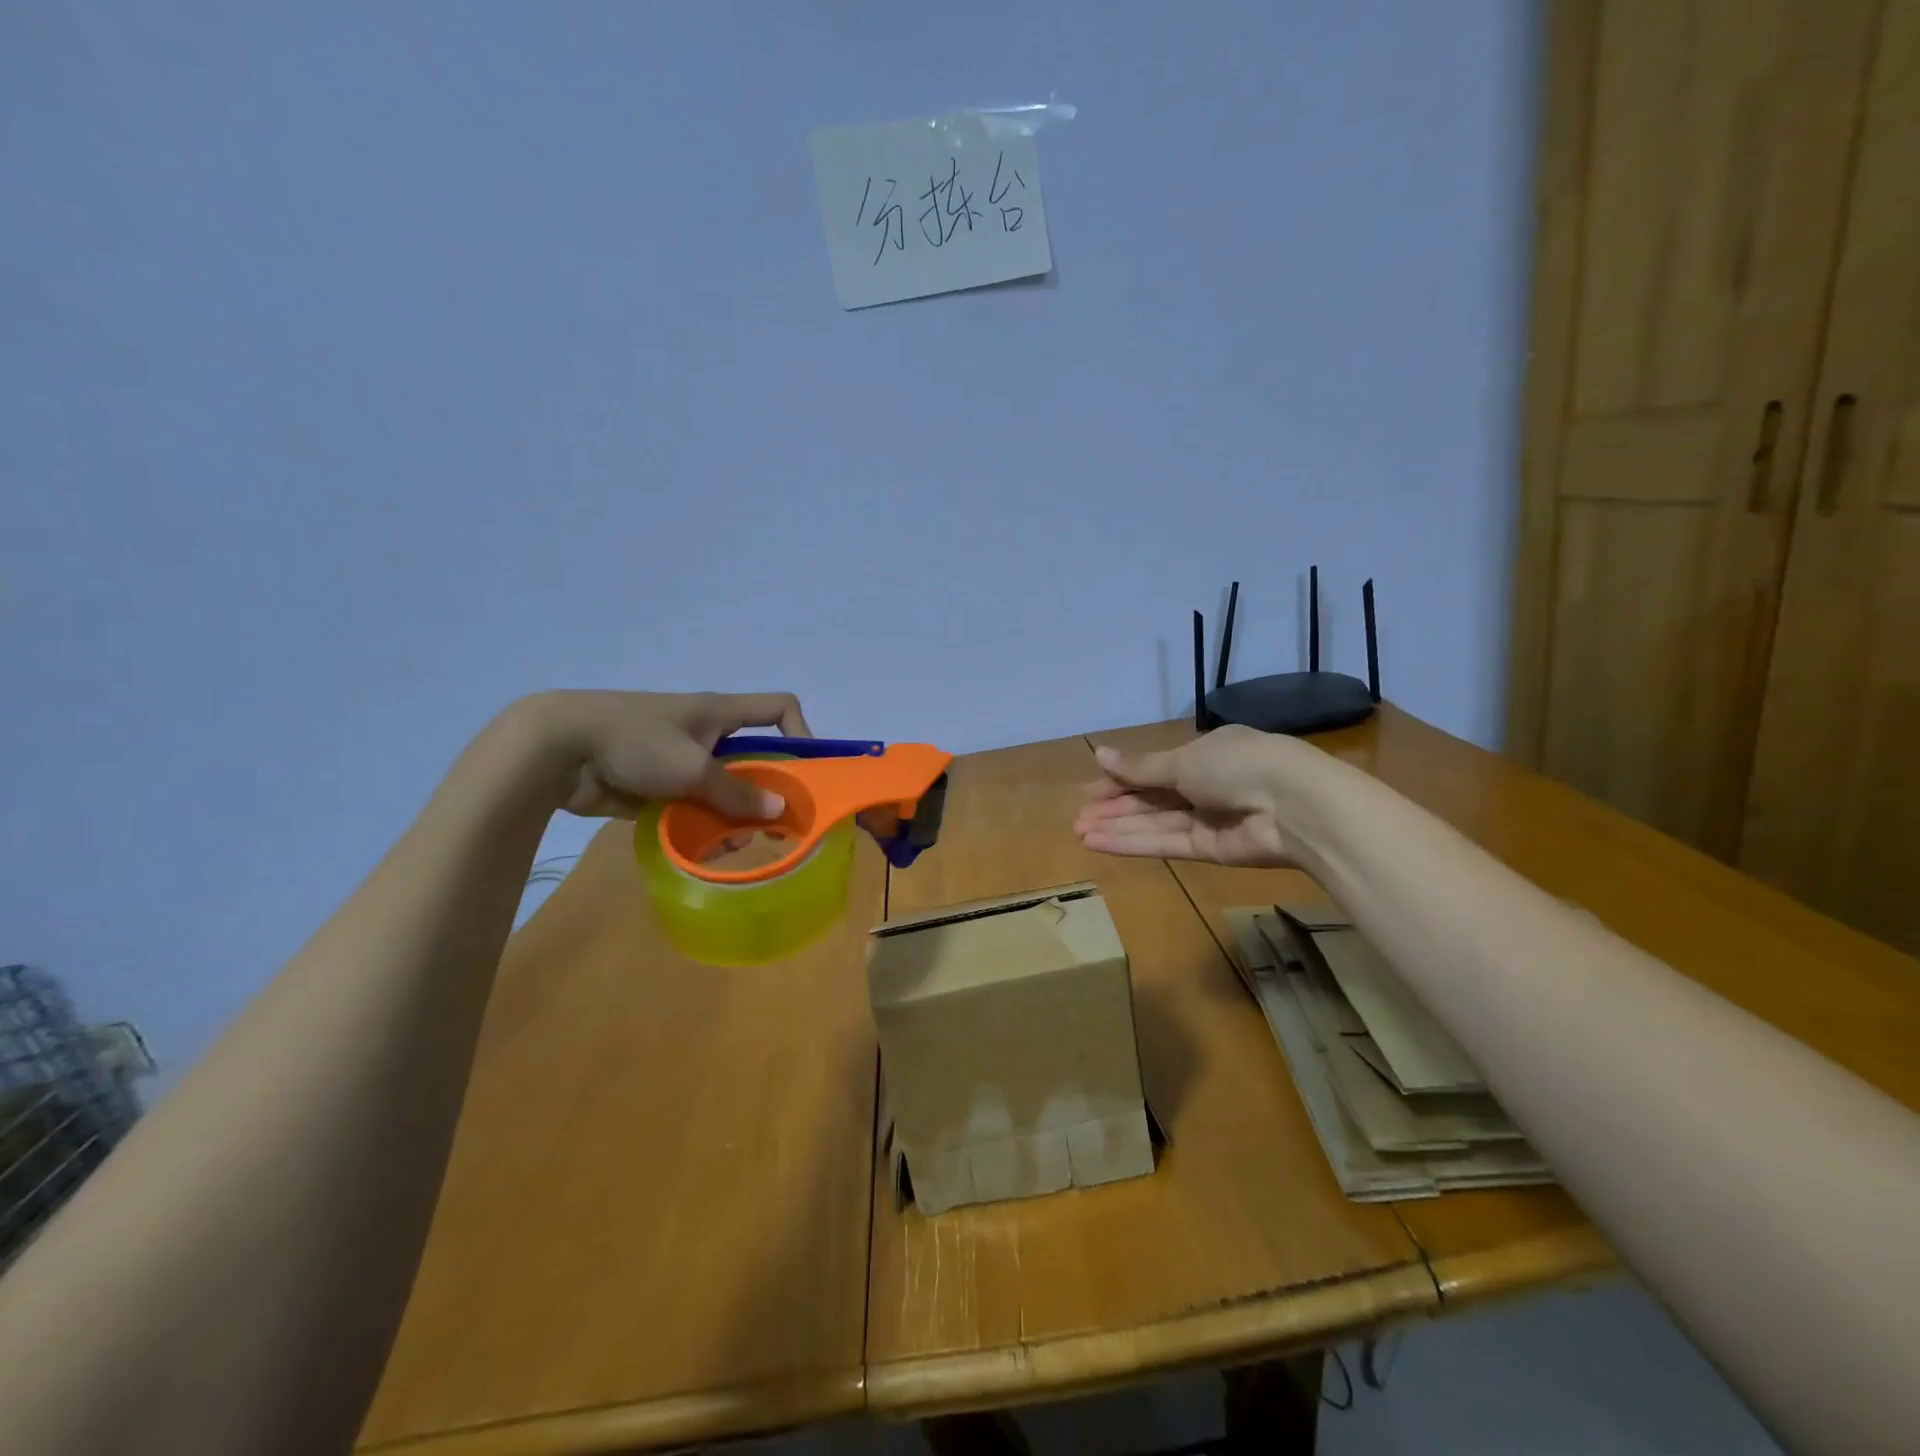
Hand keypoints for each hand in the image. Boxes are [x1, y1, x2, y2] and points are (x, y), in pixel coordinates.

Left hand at [512, 690, 810, 821]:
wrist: (557, 749)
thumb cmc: (635, 742)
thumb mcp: (694, 767)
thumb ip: (736, 791)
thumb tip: (778, 810)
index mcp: (720, 713)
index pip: (778, 708)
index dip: (801, 732)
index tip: (806, 771)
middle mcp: (706, 734)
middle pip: (754, 757)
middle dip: (768, 790)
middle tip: (777, 825)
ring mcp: (680, 760)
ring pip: (723, 788)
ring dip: (734, 816)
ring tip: (736, 845)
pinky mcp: (657, 786)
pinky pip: (692, 806)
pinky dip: (702, 826)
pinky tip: (705, 851)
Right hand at [1074, 725, 1308, 866]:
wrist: (1294, 806)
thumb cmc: (1237, 764)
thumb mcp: (1183, 760)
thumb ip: (1140, 768)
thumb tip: (1099, 754)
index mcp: (1204, 753)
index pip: (1154, 768)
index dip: (1121, 779)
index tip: (1089, 791)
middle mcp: (1205, 784)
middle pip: (1151, 798)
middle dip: (1115, 807)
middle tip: (1078, 818)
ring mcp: (1209, 819)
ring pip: (1154, 823)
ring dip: (1118, 827)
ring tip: (1080, 834)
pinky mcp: (1211, 850)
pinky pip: (1166, 844)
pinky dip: (1134, 844)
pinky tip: (1102, 844)